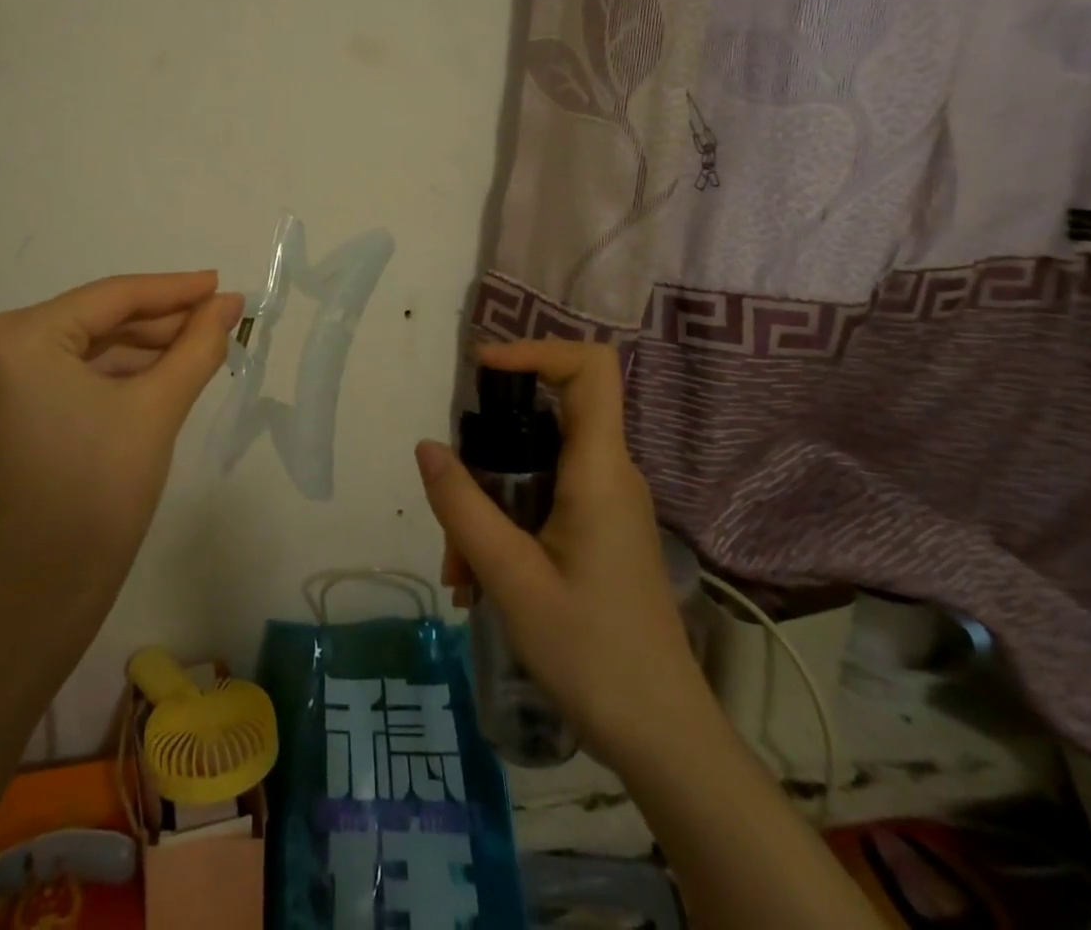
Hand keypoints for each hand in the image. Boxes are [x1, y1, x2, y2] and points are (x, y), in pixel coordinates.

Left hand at [0, 271, 241, 627]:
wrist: (48, 589)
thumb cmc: (102, 490)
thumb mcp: (158, 407)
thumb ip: (198, 345)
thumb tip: (230, 303)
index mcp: (20, 337)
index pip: (112, 297)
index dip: (175, 289)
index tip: (222, 284)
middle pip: (98, 318)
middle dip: (163, 321)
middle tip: (222, 317)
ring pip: (89, 345)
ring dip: (144, 346)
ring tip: (203, 343)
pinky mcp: (7, 406)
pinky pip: (73, 371)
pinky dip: (118, 371)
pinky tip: (165, 370)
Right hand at [415, 338, 710, 764]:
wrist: (664, 740)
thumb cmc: (592, 653)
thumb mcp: (511, 578)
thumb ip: (462, 507)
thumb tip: (427, 446)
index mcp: (599, 470)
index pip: (589, 368)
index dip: (535, 350)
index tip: (480, 372)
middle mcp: (609, 475)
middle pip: (545, 418)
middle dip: (487, 450)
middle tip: (450, 504)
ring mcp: (607, 506)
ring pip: (535, 467)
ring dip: (487, 503)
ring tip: (460, 572)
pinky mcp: (601, 534)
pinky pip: (544, 501)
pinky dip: (504, 524)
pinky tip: (479, 583)